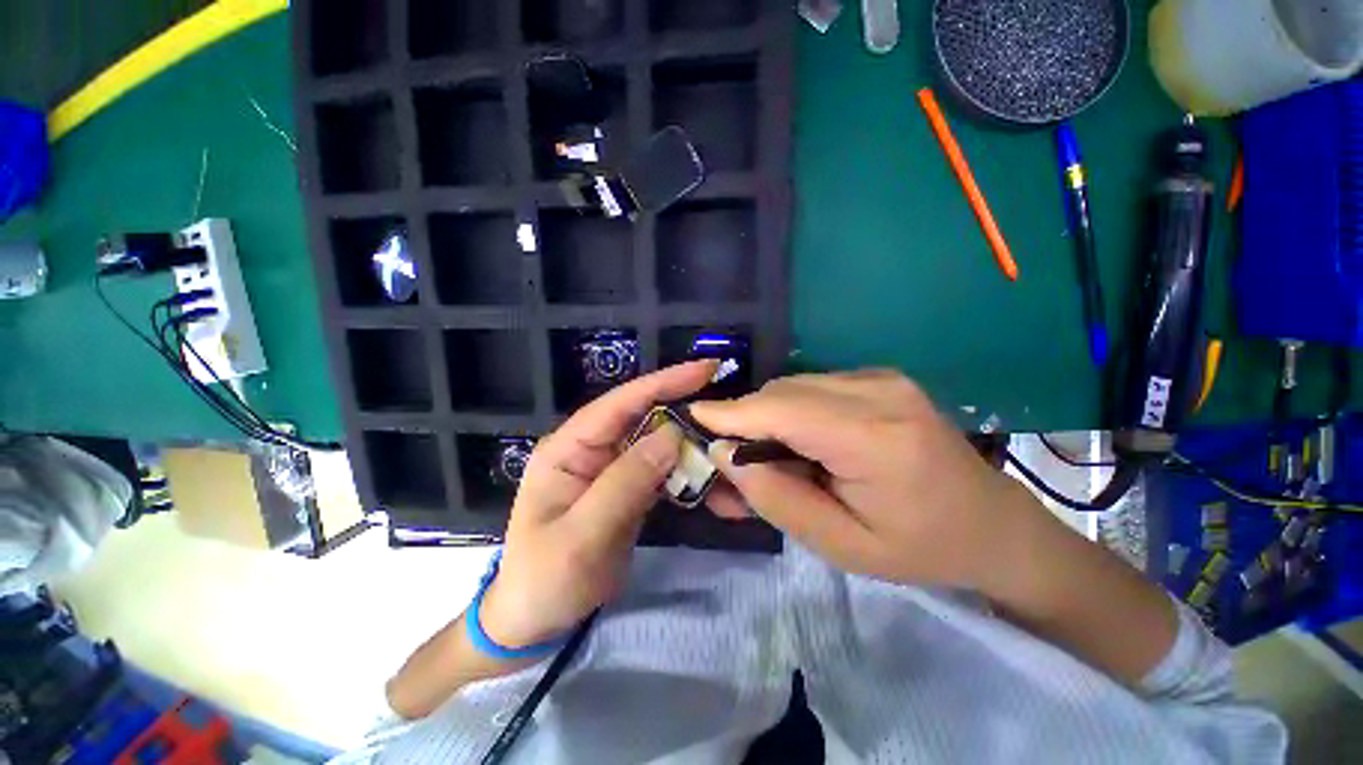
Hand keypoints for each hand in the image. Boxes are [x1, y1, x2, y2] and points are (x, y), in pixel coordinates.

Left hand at [478, 360, 718, 647]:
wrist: (537, 621)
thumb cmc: (545, 579)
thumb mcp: (582, 536)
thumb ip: (625, 483)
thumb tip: (671, 434)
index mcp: (568, 447)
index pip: (620, 403)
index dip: (663, 382)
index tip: (705, 369)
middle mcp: (591, 448)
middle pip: (642, 416)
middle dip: (683, 405)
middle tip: (727, 401)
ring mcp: (610, 468)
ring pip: (656, 442)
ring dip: (689, 441)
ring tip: (725, 436)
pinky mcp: (627, 487)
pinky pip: (661, 469)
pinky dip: (686, 469)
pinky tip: (710, 472)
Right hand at [690, 370, 1046, 590]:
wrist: (994, 525)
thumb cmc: (921, 547)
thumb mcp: (841, 545)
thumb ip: (776, 498)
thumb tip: (724, 454)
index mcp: (875, 437)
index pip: (781, 410)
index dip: (731, 413)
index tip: (693, 417)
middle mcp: (878, 391)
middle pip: (783, 392)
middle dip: (747, 420)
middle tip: (731, 459)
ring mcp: (882, 378)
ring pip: (794, 386)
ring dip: (769, 417)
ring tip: (766, 457)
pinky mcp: (879, 378)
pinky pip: (813, 388)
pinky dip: (793, 411)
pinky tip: (801, 443)